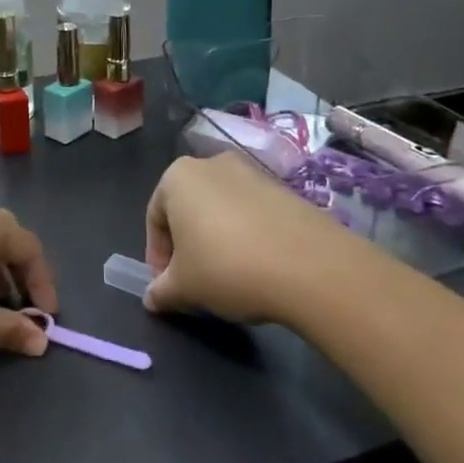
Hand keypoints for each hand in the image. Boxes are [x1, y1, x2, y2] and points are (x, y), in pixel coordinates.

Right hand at [143, 153, 342, 322]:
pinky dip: (248, 237)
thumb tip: (152, 298)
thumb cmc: (227, 267)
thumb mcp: (184, 288)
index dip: (157, 257)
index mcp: (177, 177)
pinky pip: (252, 214)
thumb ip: (161, 291)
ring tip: (229, 278)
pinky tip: (258, 268)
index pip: (154, 219)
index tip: (168, 287)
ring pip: (221, 211)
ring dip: (217, 241)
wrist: (311, 266)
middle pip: (188, 210)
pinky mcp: (284, 189)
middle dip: (187, 246)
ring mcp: (251, 173)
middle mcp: (211, 164)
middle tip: (194, 283)